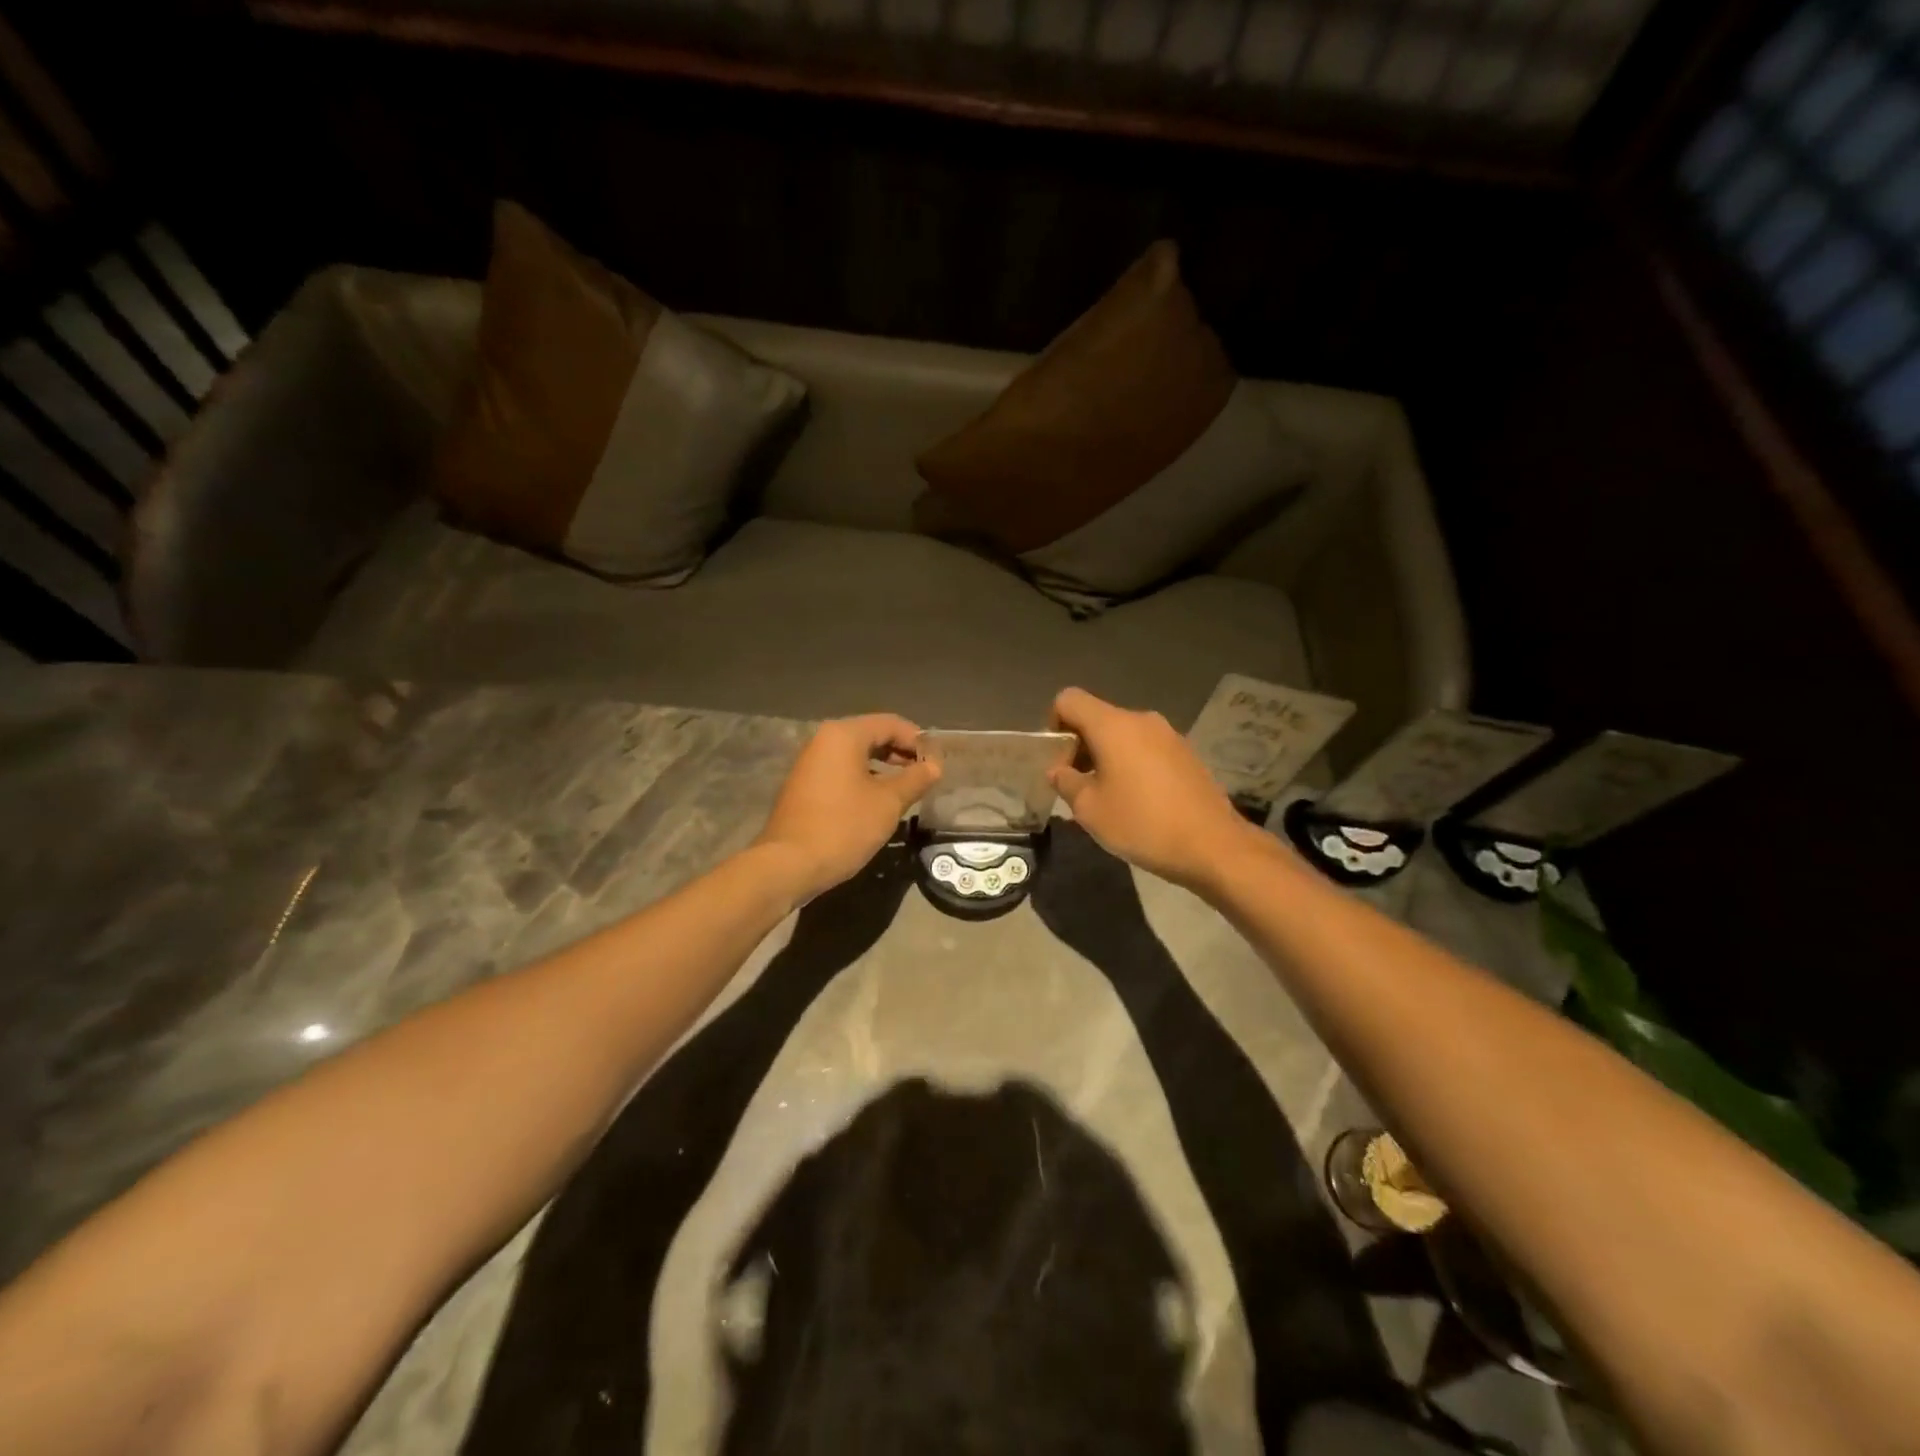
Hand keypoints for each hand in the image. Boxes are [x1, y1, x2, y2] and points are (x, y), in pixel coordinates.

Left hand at [753, 714, 940, 902]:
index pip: (891, 723)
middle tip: (925, 775)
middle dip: (901, 753)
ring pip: (856, 755)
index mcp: (844, 735)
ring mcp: (810, 763)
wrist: (788, 864)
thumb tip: (934, 766)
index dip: (918, 740)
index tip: (937, 762)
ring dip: (884, 767)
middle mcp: (824, 740)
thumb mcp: (888, 803)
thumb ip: (915, 779)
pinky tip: (879, 801)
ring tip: (907, 789)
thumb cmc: (843, 826)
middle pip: (872, 735)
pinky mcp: (804, 785)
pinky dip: (864, 778)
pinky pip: (842, 771)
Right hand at [1047, 687, 1258, 889]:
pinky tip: (1138, 801)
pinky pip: (1146, 748)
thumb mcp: (1089, 809)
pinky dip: (1131, 764)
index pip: (1069, 699)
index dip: (1053, 723)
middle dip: (1079, 745)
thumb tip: (1059, 771)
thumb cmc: (1142, 824)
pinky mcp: (1186, 753)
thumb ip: (1066, 782)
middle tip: (1077, 785)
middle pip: (1097, 717)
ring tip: (1107, 796)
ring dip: (1106, 756)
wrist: (1213, 845)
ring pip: (1122, 734)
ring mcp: (1169, 735)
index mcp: (1113, 725)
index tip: (1058, 760)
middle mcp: (1141, 720)